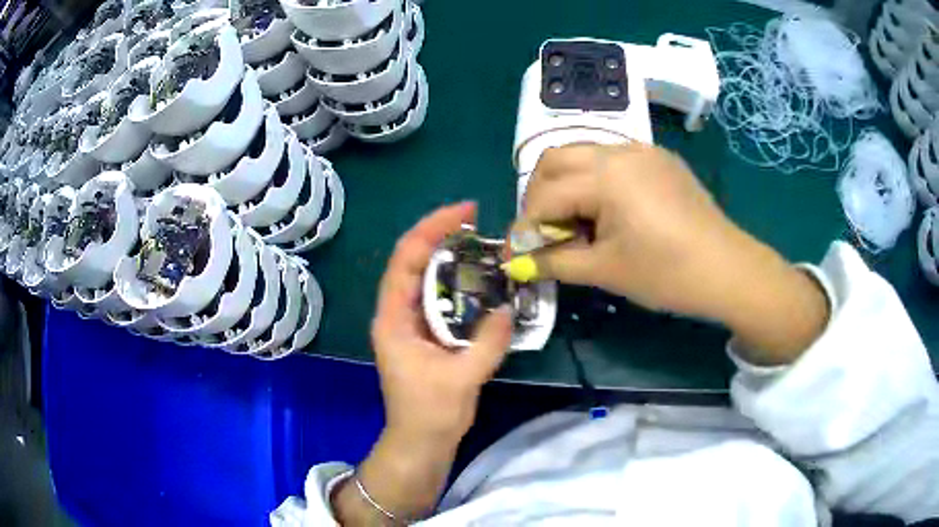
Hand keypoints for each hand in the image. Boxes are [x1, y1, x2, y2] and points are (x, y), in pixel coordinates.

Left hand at [372, 201, 512, 443]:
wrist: (421, 442)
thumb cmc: (431, 413)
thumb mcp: (462, 378)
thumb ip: (488, 343)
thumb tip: (508, 309)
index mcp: (394, 319)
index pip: (406, 260)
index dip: (431, 230)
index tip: (464, 213)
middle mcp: (397, 314)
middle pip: (414, 261)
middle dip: (441, 236)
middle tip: (476, 222)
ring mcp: (411, 324)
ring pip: (427, 277)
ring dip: (450, 257)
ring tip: (480, 242)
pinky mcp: (426, 334)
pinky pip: (440, 297)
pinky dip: (459, 283)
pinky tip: (481, 279)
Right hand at [520, 144, 828, 363]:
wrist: (728, 270)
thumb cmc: (667, 274)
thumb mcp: (606, 270)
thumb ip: (555, 262)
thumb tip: (517, 263)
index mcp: (605, 176)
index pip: (545, 195)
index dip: (526, 227)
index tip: (521, 254)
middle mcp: (619, 151)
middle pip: (556, 159)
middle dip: (540, 195)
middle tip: (546, 231)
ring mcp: (643, 150)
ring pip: (583, 154)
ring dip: (567, 184)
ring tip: (576, 221)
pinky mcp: (659, 159)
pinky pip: (613, 158)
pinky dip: (596, 180)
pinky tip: (608, 210)